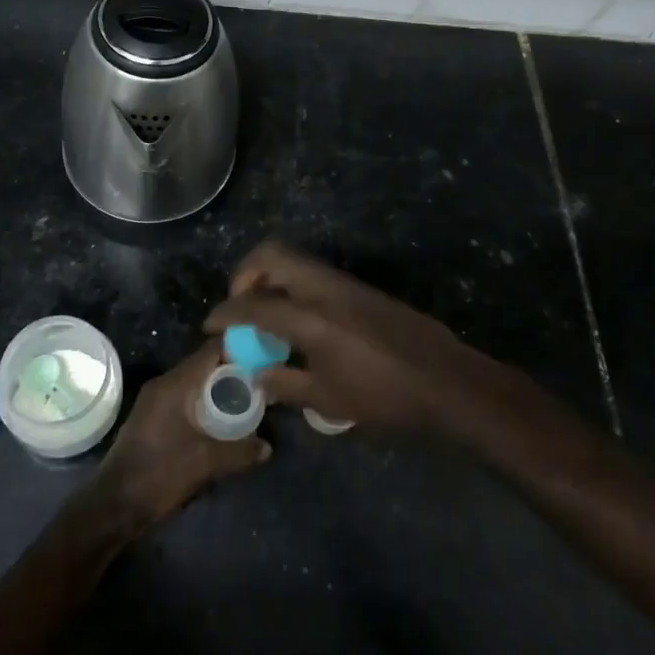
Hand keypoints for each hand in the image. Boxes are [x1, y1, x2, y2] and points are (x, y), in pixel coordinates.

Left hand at [90, 338, 269, 529]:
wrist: (114, 504)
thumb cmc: (160, 473)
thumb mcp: (205, 462)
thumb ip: (240, 451)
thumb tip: (268, 447)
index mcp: (175, 383)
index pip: (212, 349)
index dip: (239, 348)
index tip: (264, 358)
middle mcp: (164, 384)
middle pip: (204, 364)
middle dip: (232, 371)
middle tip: (261, 382)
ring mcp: (155, 401)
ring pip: (194, 382)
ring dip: (217, 389)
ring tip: (246, 400)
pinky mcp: (152, 418)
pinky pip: (184, 398)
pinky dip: (203, 402)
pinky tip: (220, 421)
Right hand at [204, 241, 519, 437]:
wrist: (445, 380)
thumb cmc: (385, 397)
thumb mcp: (329, 399)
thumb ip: (286, 384)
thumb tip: (257, 377)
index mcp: (311, 318)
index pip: (254, 305)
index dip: (225, 313)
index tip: (210, 325)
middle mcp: (324, 289)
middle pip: (272, 254)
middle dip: (245, 273)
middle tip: (240, 305)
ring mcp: (345, 283)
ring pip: (295, 259)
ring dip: (271, 276)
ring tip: (265, 312)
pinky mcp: (360, 288)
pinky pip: (314, 272)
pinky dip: (294, 284)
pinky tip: (298, 319)